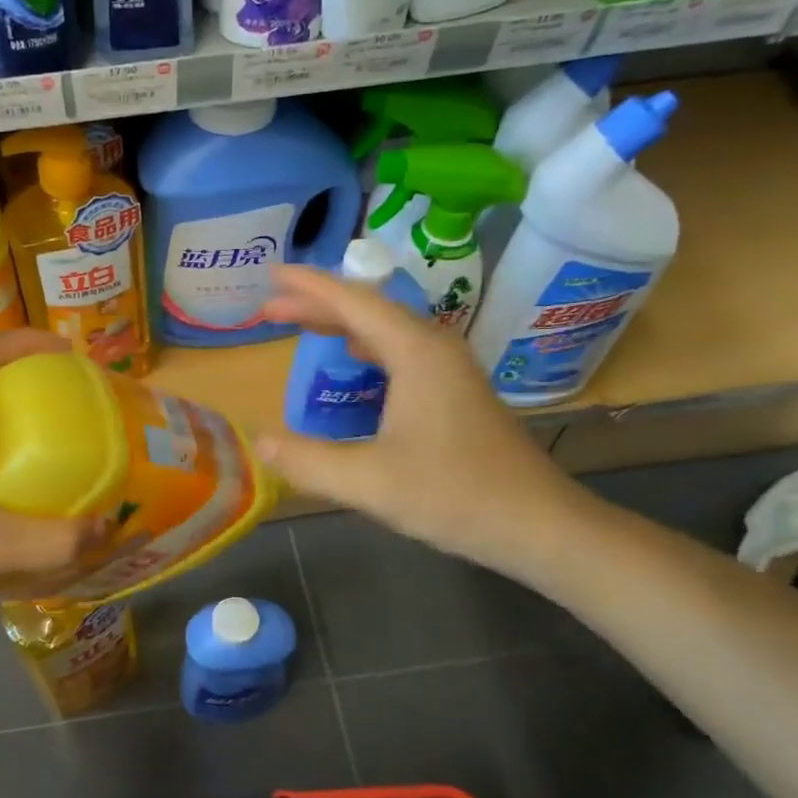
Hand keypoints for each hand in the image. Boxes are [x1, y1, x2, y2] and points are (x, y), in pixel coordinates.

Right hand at [257, 265, 595, 577]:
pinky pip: (400, 352)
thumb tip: (260, 443)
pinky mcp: (455, 391)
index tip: (270, 274)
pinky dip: (366, 348)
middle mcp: (433, 348)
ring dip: (341, 325)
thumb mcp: (369, 482)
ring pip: (386, 331)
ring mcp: (449, 369)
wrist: (537, 524)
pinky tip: (353, 363)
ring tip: (301, 326)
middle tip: (269, 309)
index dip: (307, 286)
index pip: (352, 301)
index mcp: (415, 352)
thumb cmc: (453, 495)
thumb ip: (308, 460)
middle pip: (368, 310)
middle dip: (316, 305)